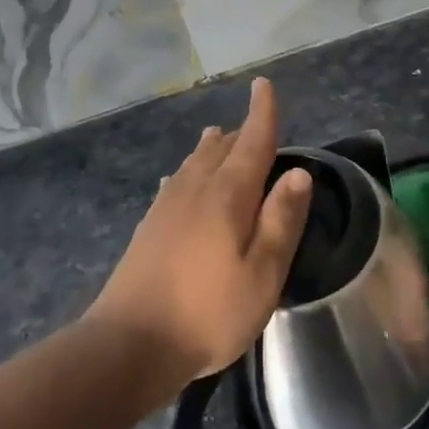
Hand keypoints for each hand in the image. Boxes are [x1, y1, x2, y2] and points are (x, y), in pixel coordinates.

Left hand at [86, 78, 312, 393]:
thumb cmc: (208, 312)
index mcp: (227, 196)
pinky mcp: (147, 228)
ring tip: (220, 136)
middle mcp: (194, 190)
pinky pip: (174, 183)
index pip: (251, 142)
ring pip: (193, 163)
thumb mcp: (262, 273)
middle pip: (221, 149)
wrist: (130, 344)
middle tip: (255, 124)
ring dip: (212, 147)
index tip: (264, 84)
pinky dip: (187, 171)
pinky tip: (180, 180)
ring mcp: (165, 208)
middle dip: (240, 132)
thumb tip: (298, 173)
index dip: (261, 113)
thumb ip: (281, 221)